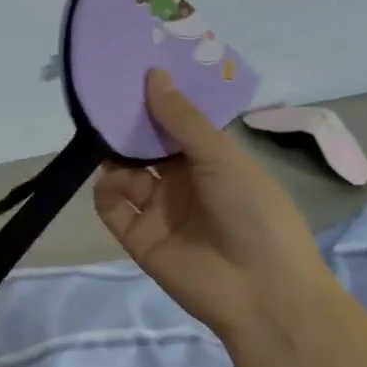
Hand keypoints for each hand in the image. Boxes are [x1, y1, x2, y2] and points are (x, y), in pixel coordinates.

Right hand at [93, 70, 337, 339]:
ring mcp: (159, 212)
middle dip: (128, 128)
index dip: (155, 104)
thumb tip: (152, 74)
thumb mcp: (222, 158)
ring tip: (107, 144)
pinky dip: (107, 191)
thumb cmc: (253, 212)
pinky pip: (113, 208)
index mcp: (210, 162)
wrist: (262, 292)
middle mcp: (183, 184)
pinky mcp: (139, 239)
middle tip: (105, 103)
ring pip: (125, 175)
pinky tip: (112, 181)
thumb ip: (182, 120)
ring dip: (116, 158)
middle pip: (145, 149)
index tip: (130, 76)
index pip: (174, 127)